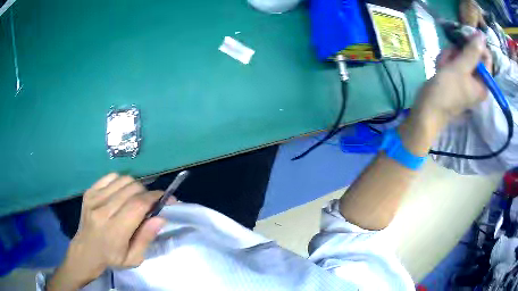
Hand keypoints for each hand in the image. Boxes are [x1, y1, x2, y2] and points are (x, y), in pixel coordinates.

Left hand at [47, 174, 167, 290]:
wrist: (85, 251)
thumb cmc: (111, 258)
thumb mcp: (134, 258)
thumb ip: (146, 238)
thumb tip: (161, 217)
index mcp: (115, 230)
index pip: (138, 205)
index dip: (155, 197)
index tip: (167, 198)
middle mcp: (103, 210)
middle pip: (132, 189)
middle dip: (147, 192)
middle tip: (151, 203)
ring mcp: (94, 198)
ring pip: (123, 180)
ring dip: (135, 187)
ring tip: (136, 198)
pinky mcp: (89, 191)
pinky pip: (110, 177)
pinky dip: (121, 181)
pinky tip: (121, 193)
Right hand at [414, 32, 490, 126]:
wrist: (428, 108)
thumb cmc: (447, 90)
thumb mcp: (461, 67)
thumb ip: (473, 51)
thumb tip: (482, 35)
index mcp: (484, 83)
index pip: (486, 57)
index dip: (476, 44)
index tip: (464, 37)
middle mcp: (478, 81)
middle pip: (473, 55)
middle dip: (460, 52)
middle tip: (451, 56)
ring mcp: (467, 79)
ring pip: (462, 56)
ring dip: (450, 55)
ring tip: (443, 65)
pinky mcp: (457, 77)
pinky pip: (455, 61)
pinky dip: (447, 60)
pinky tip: (440, 66)